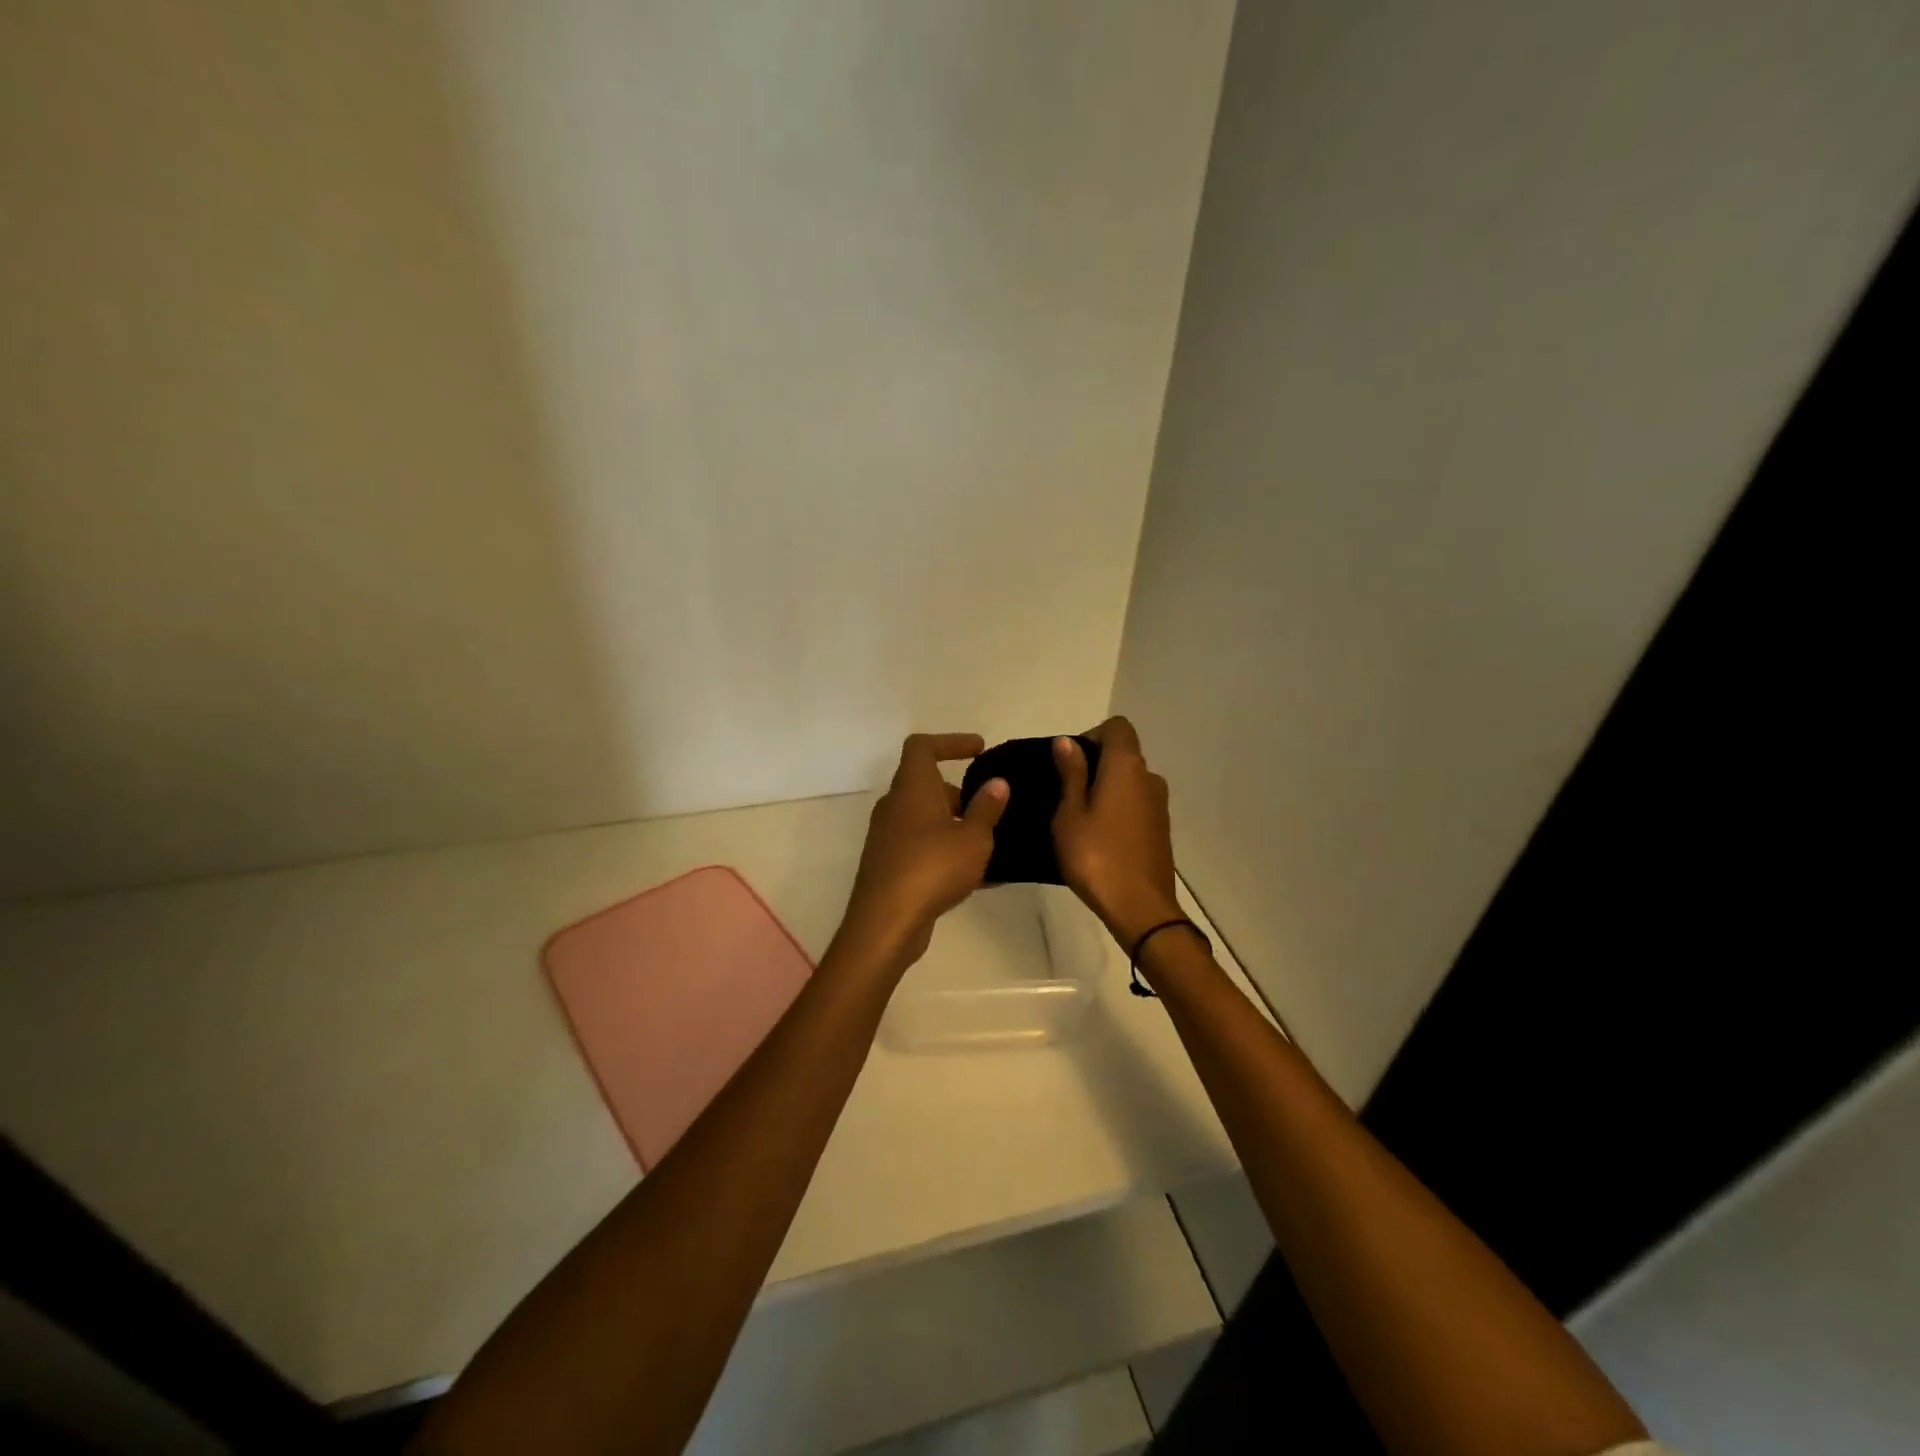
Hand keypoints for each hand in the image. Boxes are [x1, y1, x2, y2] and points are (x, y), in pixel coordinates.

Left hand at [835, 733, 1008, 972]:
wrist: (886, 922)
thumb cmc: (933, 867)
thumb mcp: (974, 837)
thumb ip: (987, 808)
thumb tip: (997, 782)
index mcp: (911, 788)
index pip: (922, 747)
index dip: (950, 742)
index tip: (979, 749)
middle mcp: (895, 806)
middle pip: (925, 785)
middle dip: (959, 794)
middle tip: (990, 808)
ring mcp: (888, 837)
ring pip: (925, 819)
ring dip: (955, 825)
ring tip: (991, 843)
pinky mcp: (889, 865)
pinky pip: (923, 848)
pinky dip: (947, 852)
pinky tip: (980, 877)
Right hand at [1052, 717, 1181, 946]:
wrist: (1140, 908)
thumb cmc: (1096, 856)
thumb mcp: (1070, 814)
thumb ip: (1071, 774)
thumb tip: (1067, 742)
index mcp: (1126, 767)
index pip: (1117, 727)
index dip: (1092, 735)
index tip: (1070, 762)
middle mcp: (1149, 778)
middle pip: (1124, 753)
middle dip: (1095, 763)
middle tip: (1065, 792)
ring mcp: (1159, 804)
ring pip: (1130, 781)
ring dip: (1107, 788)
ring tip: (1079, 816)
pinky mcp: (1160, 829)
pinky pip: (1136, 803)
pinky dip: (1118, 808)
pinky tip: (1098, 835)